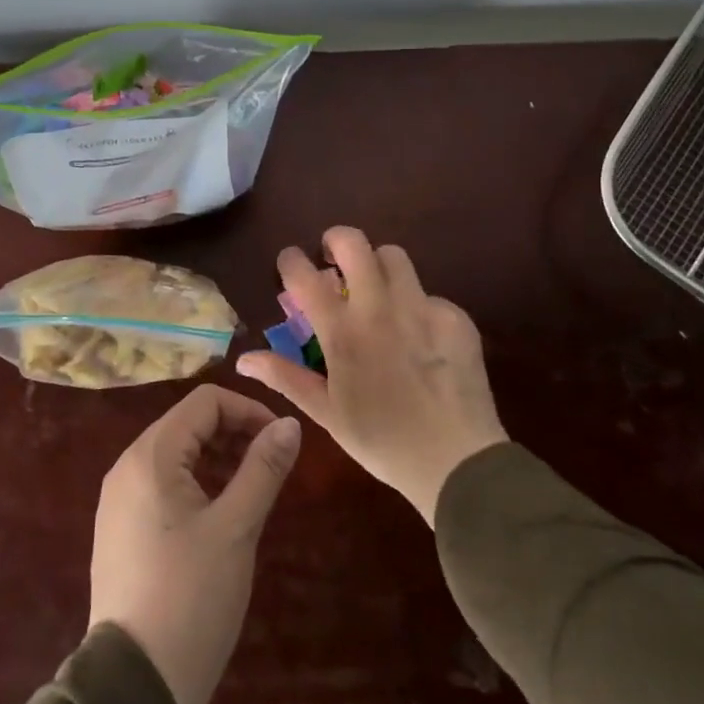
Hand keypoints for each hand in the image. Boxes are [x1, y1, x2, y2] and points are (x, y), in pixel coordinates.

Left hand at [87, 384, 301, 703]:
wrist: (134, 685)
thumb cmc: (190, 597)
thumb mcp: (236, 528)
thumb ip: (263, 469)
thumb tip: (290, 424)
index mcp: (149, 456)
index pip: (204, 403)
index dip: (247, 411)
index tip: (280, 440)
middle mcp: (127, 467)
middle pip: (187, 423)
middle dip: (233, 433)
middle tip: (271, 464)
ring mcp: (119, 500)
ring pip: (175, 454)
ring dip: (217, 458)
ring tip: (252, 488)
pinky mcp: (121, 529)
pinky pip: (162, 484)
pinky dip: (196, 483)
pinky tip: (220, 514)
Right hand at [236, 226, 506, 524]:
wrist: (459, 462)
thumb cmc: (382, 441)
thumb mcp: (327, 413)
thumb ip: (285, 377)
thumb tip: (244, 359)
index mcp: (343, 332)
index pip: (305, 275)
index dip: (291, 260)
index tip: (289, 262)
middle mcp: (380, 308)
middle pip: (354, 243)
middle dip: (336, 240)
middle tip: (333, 260)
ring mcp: (422, 307)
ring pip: (394, 256)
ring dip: (377, 265)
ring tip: (376, 290)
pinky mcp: (455, 317)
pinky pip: (428, 293)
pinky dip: (415, 304)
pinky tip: (418, 336)